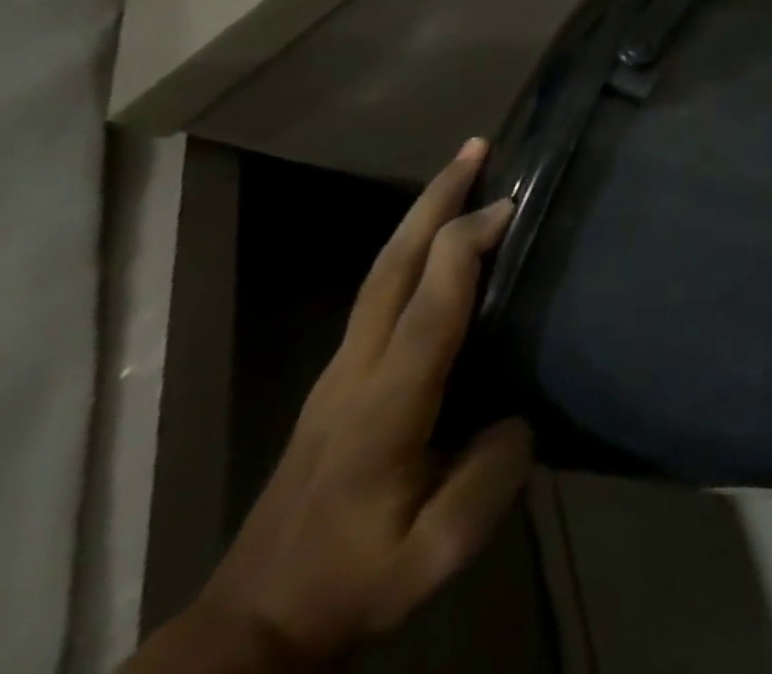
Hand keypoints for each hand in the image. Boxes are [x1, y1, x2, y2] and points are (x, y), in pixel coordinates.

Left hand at [175, 142, 530, 668]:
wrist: (255, 625)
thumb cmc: (356, 580)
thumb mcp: (440, 547)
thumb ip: (492, 469)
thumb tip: (517, 409)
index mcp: (386, 406)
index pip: (429, 307)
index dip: (467, 246)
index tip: (510, 203)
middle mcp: (356, 372)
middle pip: (392, 266)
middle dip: (436, 200)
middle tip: (477, 147)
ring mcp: (340, 372)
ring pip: (381, 272)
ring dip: (424, 214)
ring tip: (466, 172)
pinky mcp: (339, 379)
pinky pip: (380, 293)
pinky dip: (415, 248)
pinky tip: (441, 241)